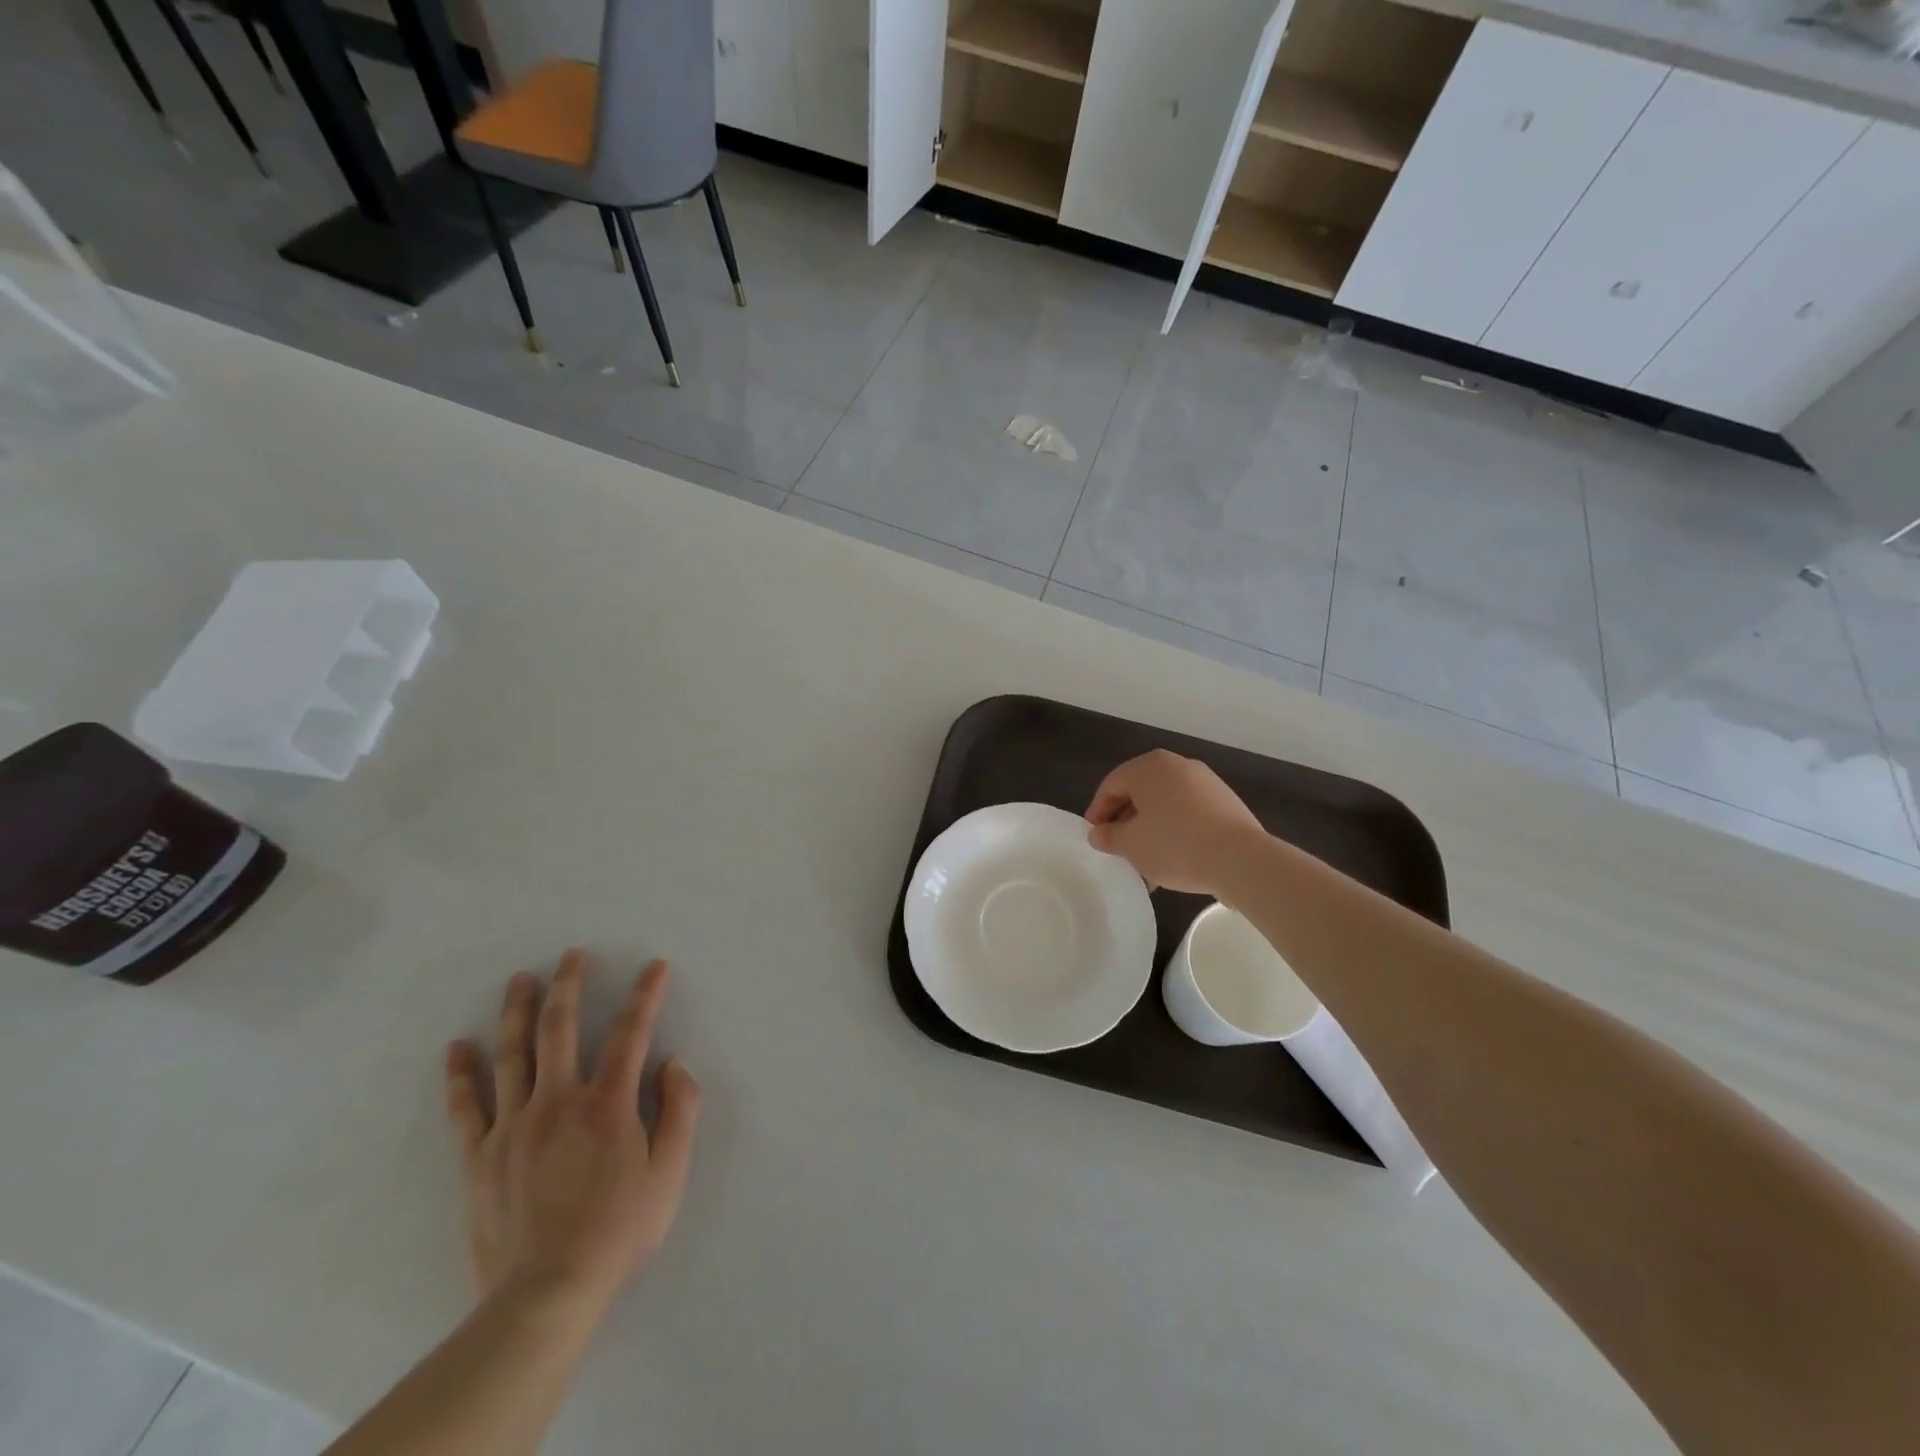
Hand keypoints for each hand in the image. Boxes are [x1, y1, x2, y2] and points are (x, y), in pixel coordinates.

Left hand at [444, 952, 700, 1311]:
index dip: (645, 995)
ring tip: (520, 980)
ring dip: (517, 1012)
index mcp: (607, 1104)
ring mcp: (513, 1126)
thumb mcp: (669, 1173)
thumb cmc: (618, 1231)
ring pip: (512, 1055)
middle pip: (560, 1029)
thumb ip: (679, 1111)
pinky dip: (460, 1075)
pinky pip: (466, 1107)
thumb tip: (674, 1064)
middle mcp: (558, 1101)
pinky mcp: (479, 1156)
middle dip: (569, 985)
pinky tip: (457, 1048)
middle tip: (571, 955)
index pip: (631, 1033)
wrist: (545, 1294)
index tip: (655, 967)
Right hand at [1085, 749, 1267, 894]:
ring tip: (1145, 861)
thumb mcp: (1131, 845)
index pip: (1112, 784)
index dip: (1098, 811)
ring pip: (1166, 804)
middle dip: (1126, 821)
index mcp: (1150, 767)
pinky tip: (1174, 860)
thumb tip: (1099, 833)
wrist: (1241, 860)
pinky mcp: (1226, 802)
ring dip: (1151, 829)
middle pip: (1140, 792)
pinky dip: (1175, 831)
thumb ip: (1108, 836)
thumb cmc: (1175, 845)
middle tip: (1118, 847)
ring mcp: (1206, 782)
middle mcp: (1178, 765)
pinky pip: (1189, 813)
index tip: (1094, 836)